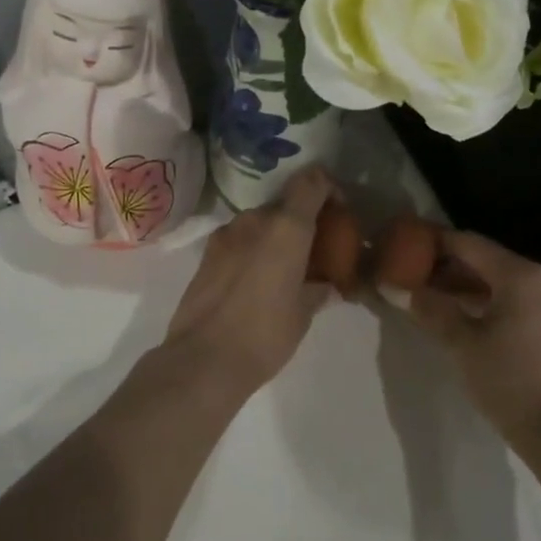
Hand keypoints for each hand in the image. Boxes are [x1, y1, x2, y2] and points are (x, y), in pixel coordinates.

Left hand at [164, 167, 336, 397]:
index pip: (311, 181)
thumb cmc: (264, 335)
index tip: (338, 210)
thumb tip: (327, 285)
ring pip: (260, 221)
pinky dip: (254, 248)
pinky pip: (240, 238)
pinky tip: (257, 279)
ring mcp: (226, 233)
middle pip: (285, 203)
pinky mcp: (207, 251)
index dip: (328, 187)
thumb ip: (318, 289)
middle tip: (315, 250)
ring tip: (285, 269)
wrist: (202, 358)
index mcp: (286, 227)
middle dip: (302, 220)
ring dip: (276, 236)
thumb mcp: (303, 314)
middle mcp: (254, 219)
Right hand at [405, 229, 540, 437]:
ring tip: (429, 295)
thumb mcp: (460, 342)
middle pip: (484, 259)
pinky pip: (513, 298)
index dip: (433, 242)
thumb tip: (394, 286)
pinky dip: (485, 299)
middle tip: (411, 274)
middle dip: (447, 265)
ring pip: (499, 280)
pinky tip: (460, 314)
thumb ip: (428, 307)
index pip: (467, 243)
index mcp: (520, 275)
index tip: (403, 245)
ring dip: (464, 284)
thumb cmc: (509, 381)